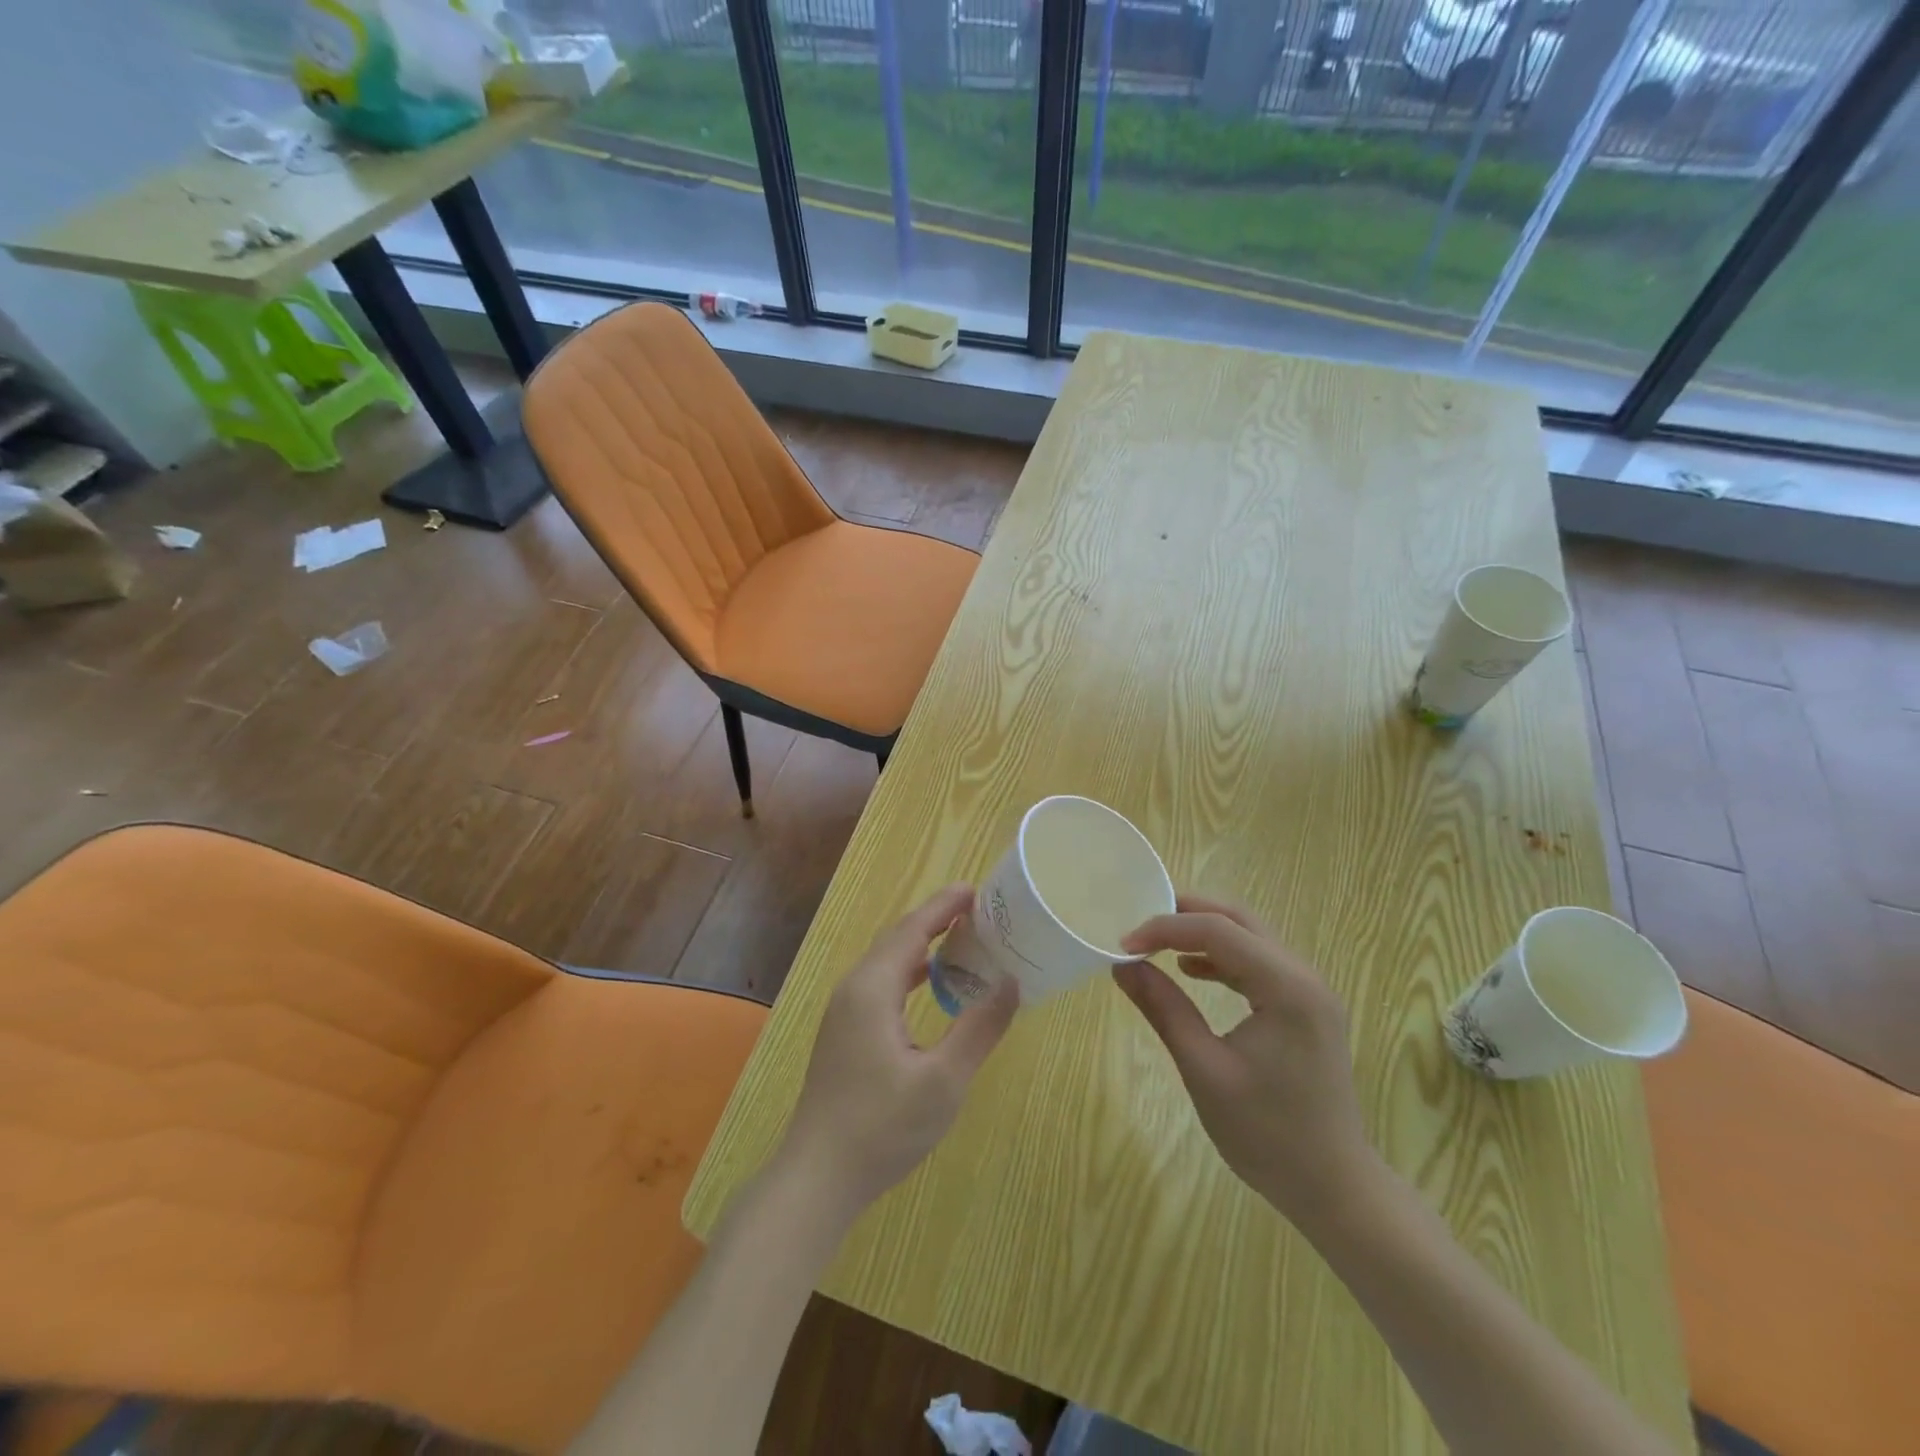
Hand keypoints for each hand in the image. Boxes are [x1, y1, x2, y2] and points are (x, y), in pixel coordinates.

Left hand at [779, 884, 1018, 1215]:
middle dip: (935, 920)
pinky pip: (881, 983)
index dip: (944, 906)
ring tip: (962, 941)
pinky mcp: (844, 1033)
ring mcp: (844, 1012)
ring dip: (923, 945)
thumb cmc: (882, 1127)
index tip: (976, 889)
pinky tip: (931, 986)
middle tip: (978, 912)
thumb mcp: (943, 1080)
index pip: (912, 929)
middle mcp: (854, 989)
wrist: (817, 1177)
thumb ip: (979, 1028)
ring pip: (887, 962)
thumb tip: (1011, 983)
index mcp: (873, 988)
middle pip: (897, 939)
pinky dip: (910, 972)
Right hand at [1115, 895, 1374, 1227]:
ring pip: (1250, 937)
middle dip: (1186, 913)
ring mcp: (1310, 991)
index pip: (1217, 930)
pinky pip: (1260, 963)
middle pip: (1239, 920)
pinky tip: (1192, 970)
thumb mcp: (1203, 1069)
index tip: (1124, 944)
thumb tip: (1122, 966)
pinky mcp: (1306, 1008)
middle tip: (1139, 923)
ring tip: (1157, 943)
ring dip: (1204, 932)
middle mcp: (1304, 976)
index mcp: (1286, 987)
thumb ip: (1164, 1009)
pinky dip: (1223, 957)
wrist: (1334, 1188)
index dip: (1165, 928)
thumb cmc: (1266, 1134)